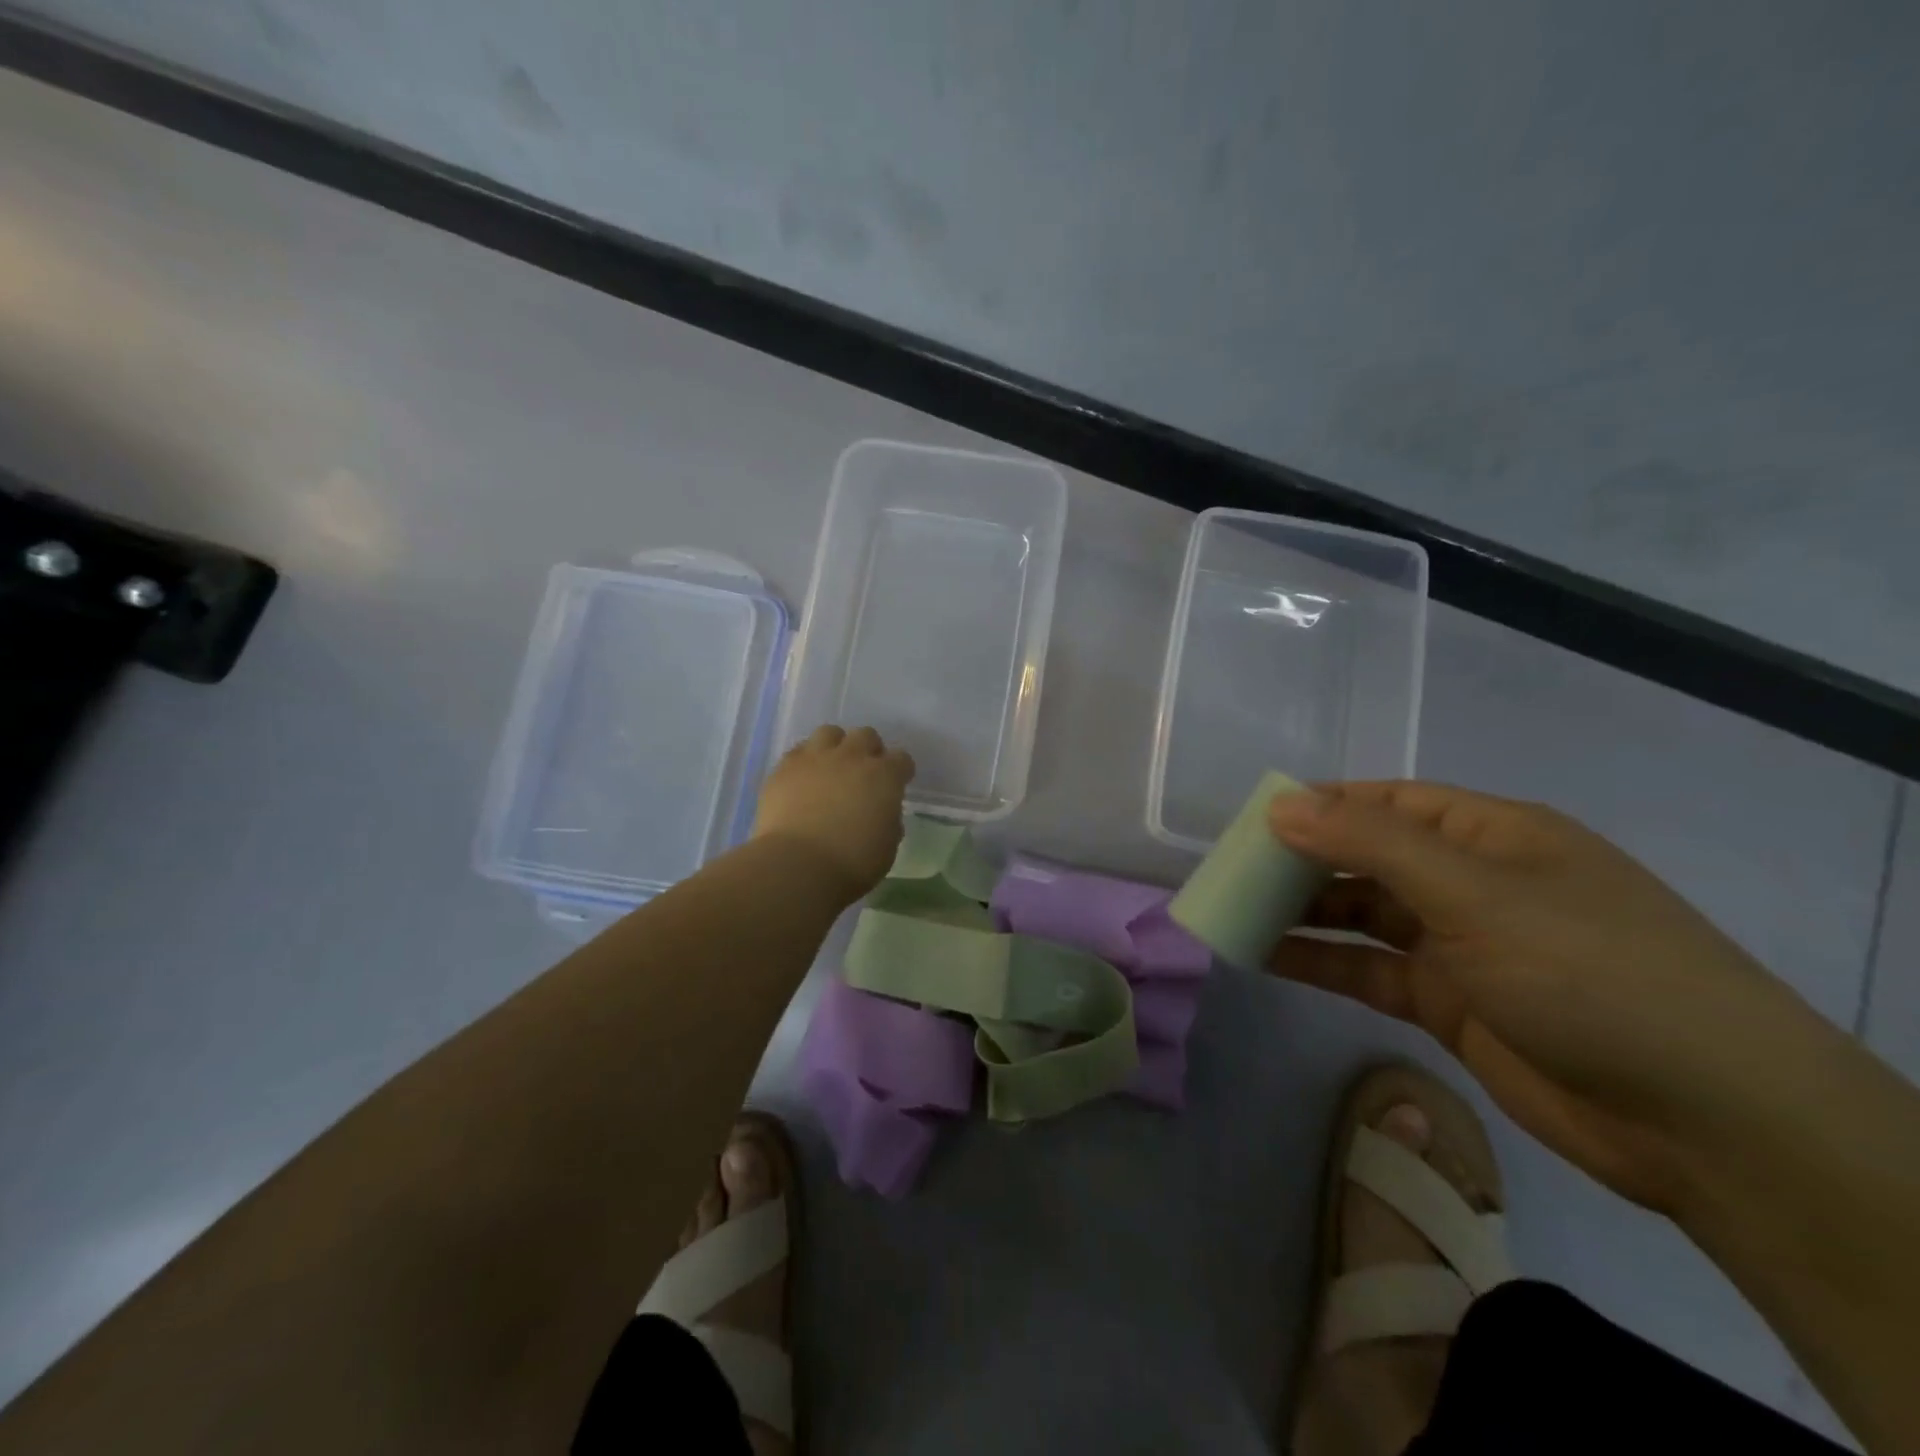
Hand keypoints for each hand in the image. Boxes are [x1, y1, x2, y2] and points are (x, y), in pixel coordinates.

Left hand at [752, 725, 915, 901]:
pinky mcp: (784, 767)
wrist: (797, 864)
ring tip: (831, 768)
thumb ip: (889, 823)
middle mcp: (852, 757)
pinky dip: (805, 761)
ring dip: (835, 746)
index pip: (902, 759)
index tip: (896, 785)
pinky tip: (803, 780)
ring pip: (829, 733)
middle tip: (863, 774)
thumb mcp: (887, 848)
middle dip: (868, 751)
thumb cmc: (852, 862)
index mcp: (884, 776)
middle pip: (866, 736)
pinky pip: (798, 751)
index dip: (900, 771)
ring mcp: (816, 758)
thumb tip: (883, 814)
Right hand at [1267, 781, 1823, 1214]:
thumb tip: (1280, 803)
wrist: (1707, 1123)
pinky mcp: (1449, 1003)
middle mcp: (1471, 882)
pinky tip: (1265, 959)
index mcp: (1490, 835)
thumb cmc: (1589, 973)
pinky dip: (1320, 962)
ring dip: (1302, 913)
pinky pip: (1367, 970)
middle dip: (1300, 861)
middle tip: (1229, 871)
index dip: (1318, 804)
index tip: (1250, 820)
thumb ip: (1370, 844)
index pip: (1385, 801)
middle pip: (1367, 857)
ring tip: (1232, 911)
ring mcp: (1460, 945)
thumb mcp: (1474, 893)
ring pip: (1361, 915)